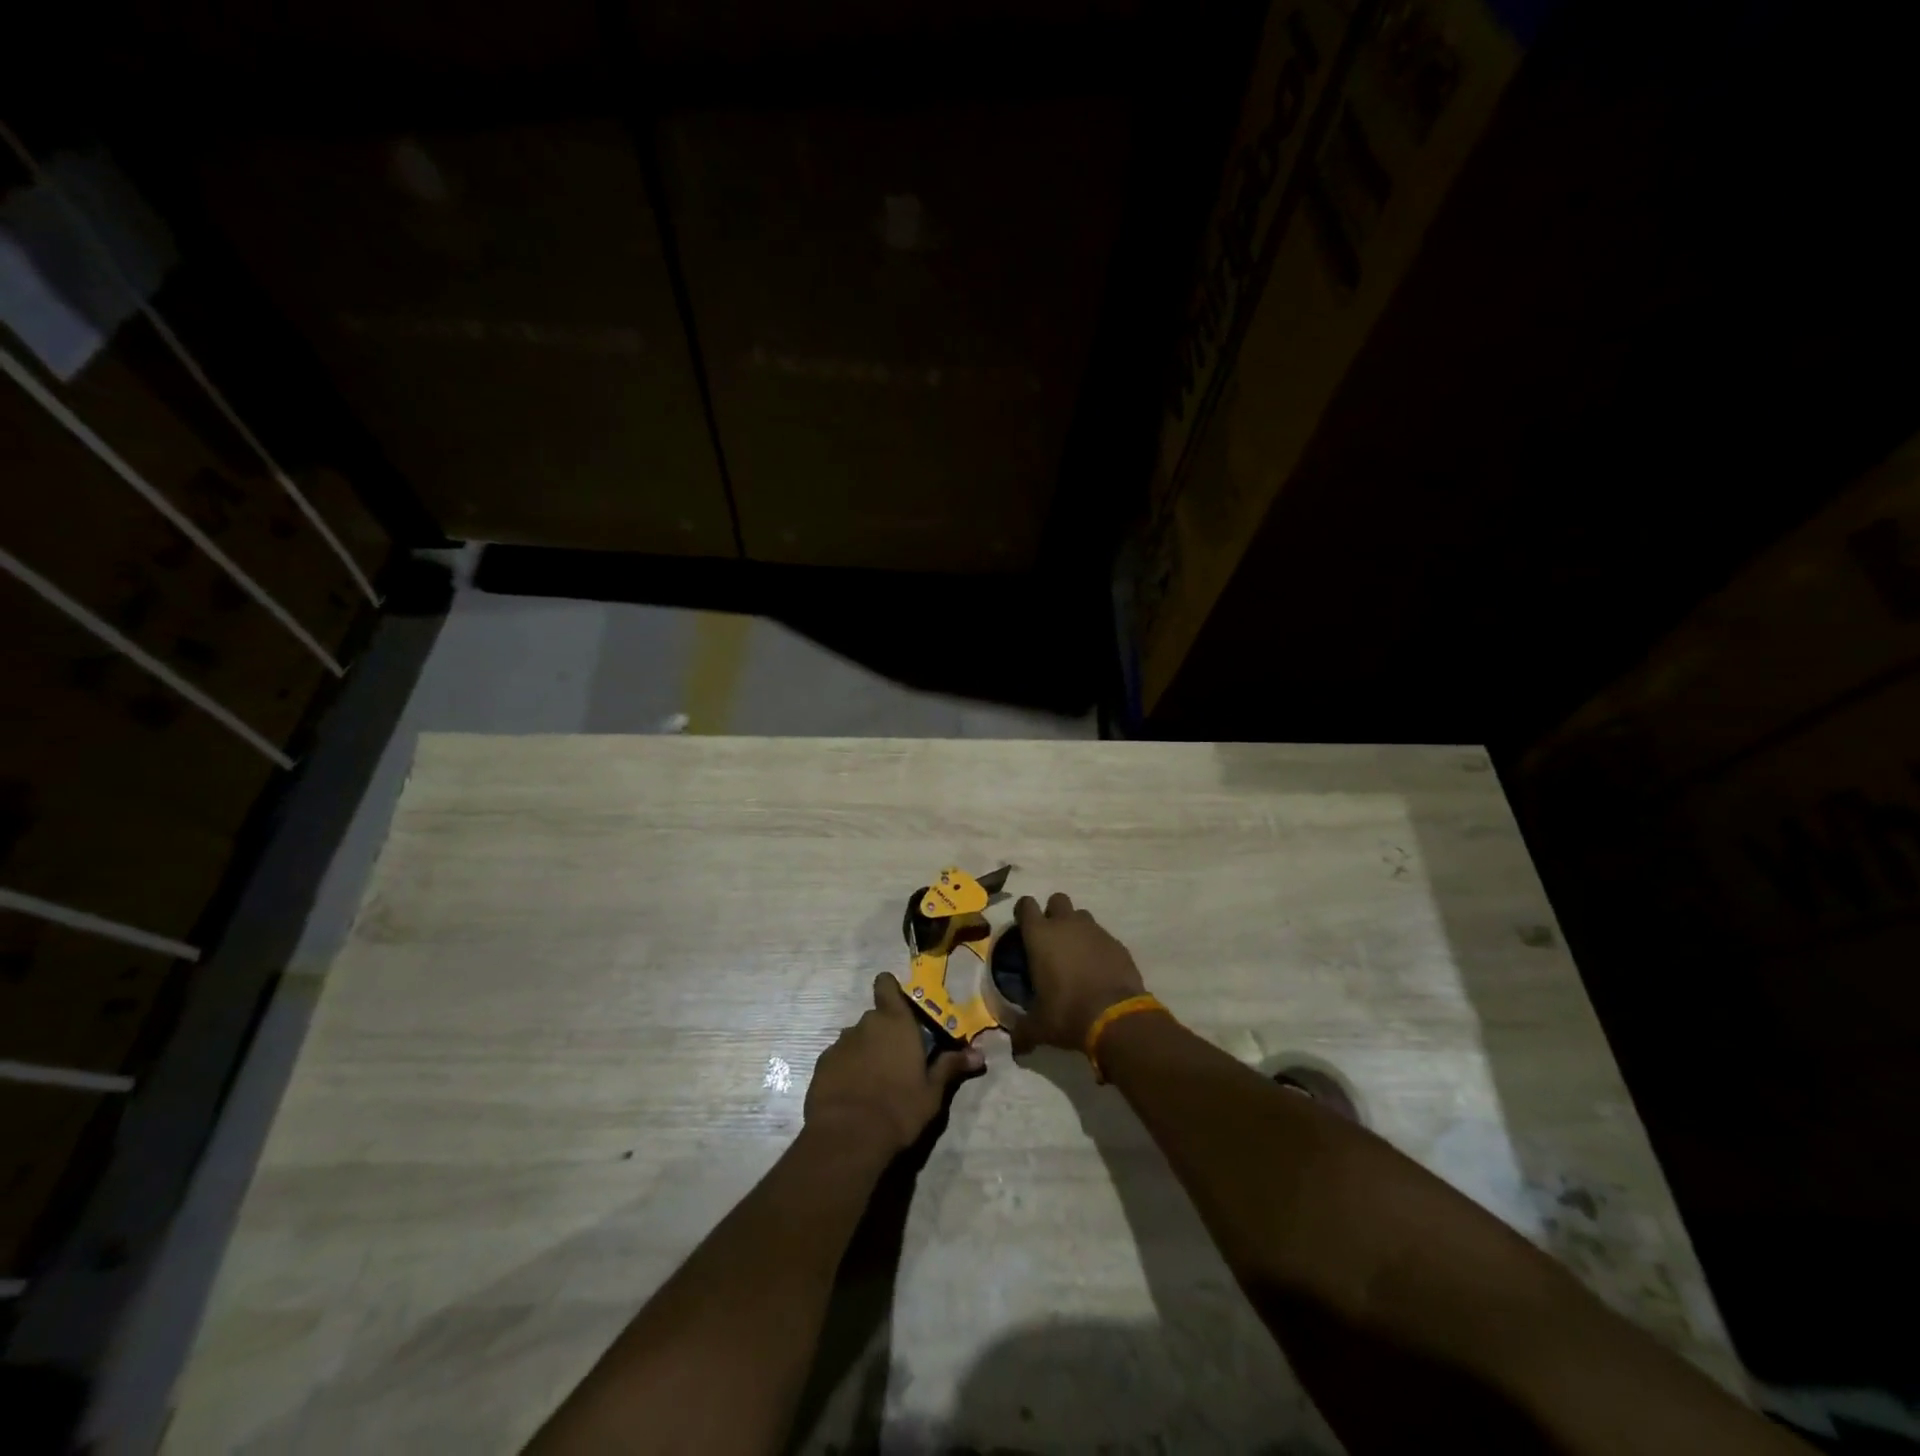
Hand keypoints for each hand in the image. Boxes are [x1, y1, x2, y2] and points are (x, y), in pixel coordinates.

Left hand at [805, 972, 982, 1154]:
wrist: (848, 1137)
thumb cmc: (899, 1108)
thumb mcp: (933, 1092)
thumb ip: (951, 1067)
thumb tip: (979, 1054)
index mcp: (895, 1022)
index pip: (886, 985)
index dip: (890, 990)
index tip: (899, 1006)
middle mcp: (865, 1024)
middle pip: (875, 1018)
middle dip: (885, 1033)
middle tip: (899, 1060)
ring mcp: (840, 1044)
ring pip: (856, 1039)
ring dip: (866, 1052)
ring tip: (876, 1081)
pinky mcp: (822, 1065)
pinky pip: (839, 1059)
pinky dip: (847, 1070)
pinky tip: (854, 1094)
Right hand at [1006, 893, 1146, 1052]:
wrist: (1116, 1017)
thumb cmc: (1067, 1013)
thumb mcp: (1039, 1026)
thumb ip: (1023, 1032)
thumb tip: (1015, 1048)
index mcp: (1040, 935)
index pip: (1026, 905)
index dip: (1023, 913)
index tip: (1023, 928)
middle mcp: (1066, 924)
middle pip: (1057, 900)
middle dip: (1053, 914)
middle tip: (1051, 940)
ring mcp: (1094, 930)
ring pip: (1081, 915)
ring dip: (1076, 928)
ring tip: (1075, 954)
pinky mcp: (1116, 943)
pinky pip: (1102, 936)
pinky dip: (1097, 946)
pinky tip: (1097, 968)